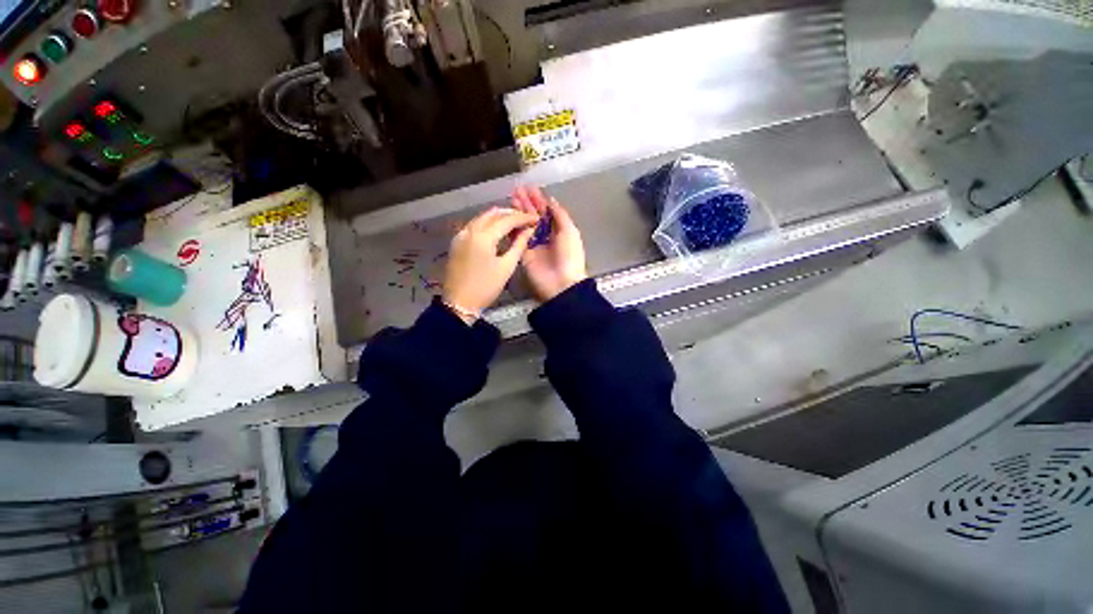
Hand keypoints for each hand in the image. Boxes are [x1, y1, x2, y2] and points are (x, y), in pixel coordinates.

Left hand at [443, 207, 539, 322]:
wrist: (459, 302)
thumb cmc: (485, 287)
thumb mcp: (506, 267)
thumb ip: (519, 245)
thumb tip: (529, 231)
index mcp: (483, 237)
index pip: (506, 220)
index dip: (523, 218)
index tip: (535, 218)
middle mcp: (470, 230)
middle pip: (493, 213)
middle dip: (511, 214)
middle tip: (526, 219)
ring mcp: (461, 234)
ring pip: (482, 217)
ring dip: (499, 217)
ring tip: (515, 223)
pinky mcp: (457, 241)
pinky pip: (475, 225)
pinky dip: (488, 223)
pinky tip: (497, 229)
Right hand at [512, 186, 587, 301]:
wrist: (561, 283)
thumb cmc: (569, 256)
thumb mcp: (569, 231)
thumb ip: (560, 214)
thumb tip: (551, 200)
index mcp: (560, 231)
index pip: (548, 212)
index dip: (539, 200)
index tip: (530, 189)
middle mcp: (546, 236)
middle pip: (535, 216)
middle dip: (527, 203)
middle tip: (518, 190)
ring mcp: (534, 244)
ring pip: (525, 224)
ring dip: (519, 211)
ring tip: (513, 197)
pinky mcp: (524, 253)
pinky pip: (518, 237)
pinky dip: (514, 226)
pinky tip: (510, 214)